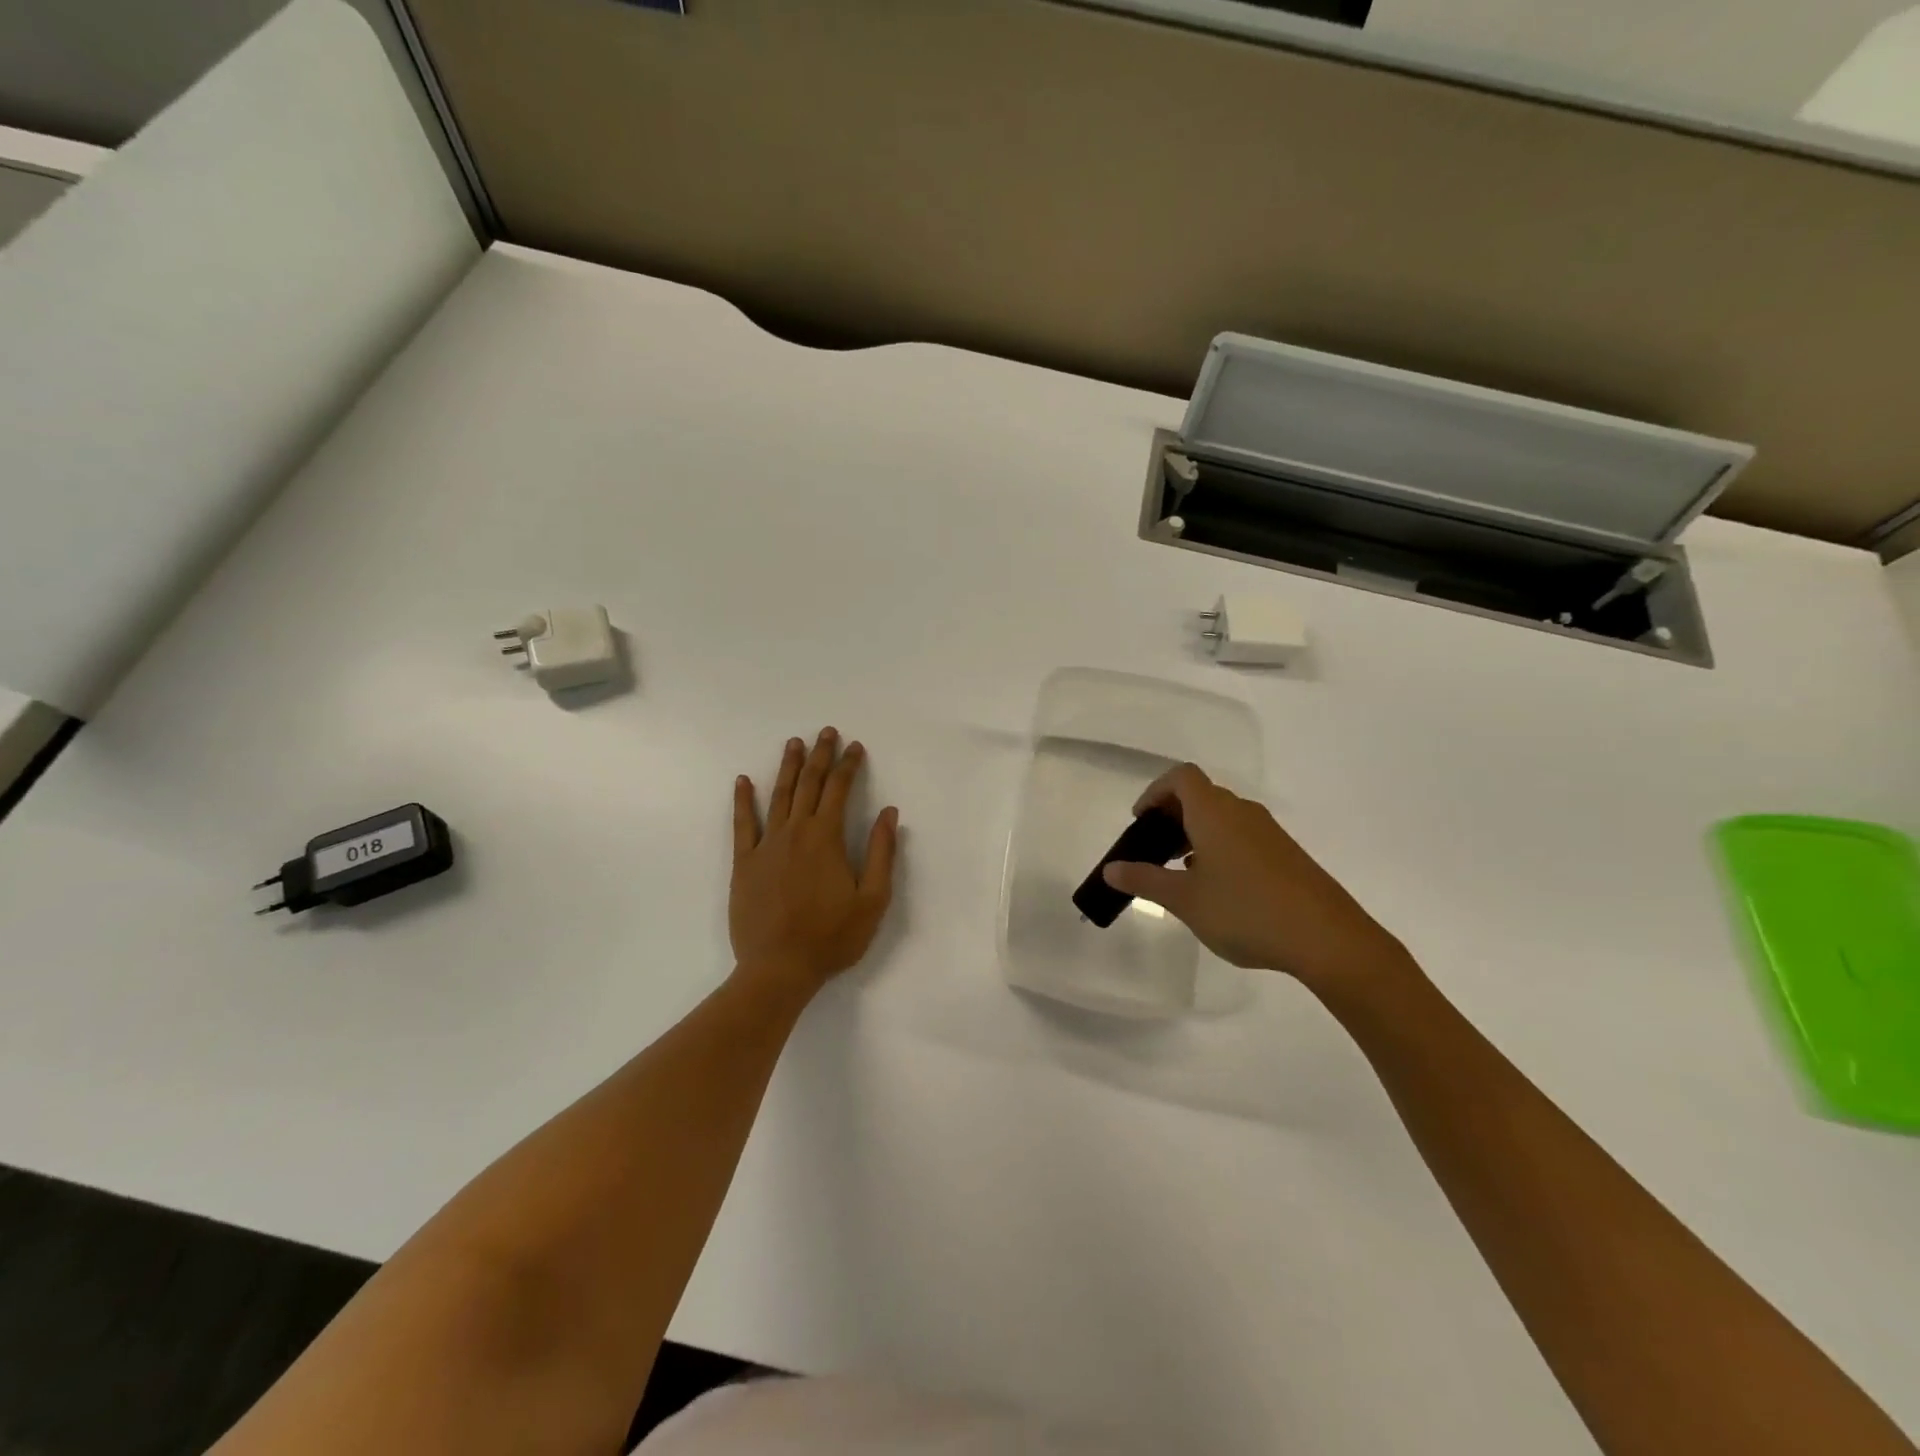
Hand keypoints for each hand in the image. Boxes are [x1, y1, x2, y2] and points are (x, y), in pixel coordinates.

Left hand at [730, 728, 899, 997]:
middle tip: (825, 732)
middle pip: (808, 784)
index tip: (855, 747)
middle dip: (819, 756)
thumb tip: (889, 813)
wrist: (778, 968)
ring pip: (778, 796)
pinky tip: (743, 781)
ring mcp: (766, 845)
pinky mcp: (744, 863)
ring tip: (793, 743)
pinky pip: (743, 824)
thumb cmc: (832, 937)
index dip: (848, 765)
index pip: (839, 790)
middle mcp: (795, 832)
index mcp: (826, 838)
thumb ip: (881, 853)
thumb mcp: (873, 900)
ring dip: (787, 767)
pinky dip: (743, 800)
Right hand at [1103, 764, 1411, 990]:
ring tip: (1181, 874)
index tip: (1140, 822)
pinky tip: (1218, 889)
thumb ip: (1145, 880)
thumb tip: (1111, 868)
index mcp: (1215, 813)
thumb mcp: (1185, 900)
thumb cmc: (1246, 911)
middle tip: (1154, 852)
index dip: (1155, 792)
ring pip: (1222, 818)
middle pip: (1200, 795)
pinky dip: (1219, 848)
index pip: (1181, 777)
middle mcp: (1242, 812)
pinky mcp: (1286, 855)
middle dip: (1171, 816)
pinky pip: (1242, 837)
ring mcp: (1269, 833)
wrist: (1328, 939)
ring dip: (1195, 834)